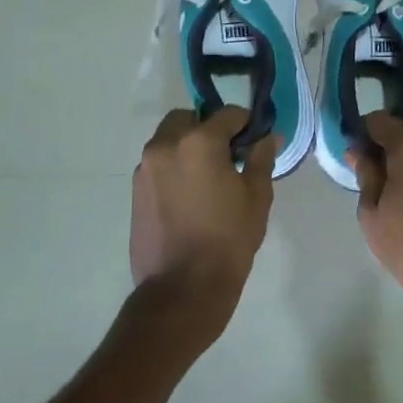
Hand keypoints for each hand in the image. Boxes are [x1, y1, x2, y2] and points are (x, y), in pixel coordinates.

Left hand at [130, 108, 278, 338]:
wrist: (182, 289)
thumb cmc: (228, 240)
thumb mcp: (257, 197)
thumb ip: (261, 159)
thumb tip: (267, 137)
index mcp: (198, 142)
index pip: (227, 114)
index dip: (246, 124)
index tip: (254, 141)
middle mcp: (165, 145)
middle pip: (189, 118)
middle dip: (208, 129)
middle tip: (227, 157)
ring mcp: (145, 168)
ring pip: (169, 140)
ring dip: (187, 147)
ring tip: (207, 180)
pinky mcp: (135, 191)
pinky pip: (158, 165)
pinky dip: (173, 168)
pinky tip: (189, 198)